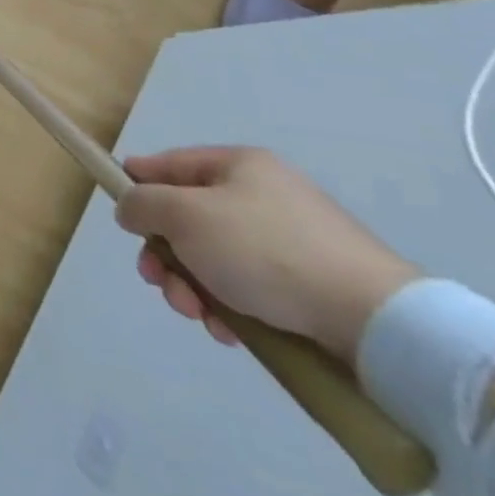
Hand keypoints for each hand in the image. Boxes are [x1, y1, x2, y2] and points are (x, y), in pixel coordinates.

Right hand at [114, 147, 419, 362]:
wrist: (374, 320)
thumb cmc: (265, 251)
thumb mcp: (185, 216)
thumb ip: (142, 203)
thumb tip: (130, 206)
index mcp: (238, 164)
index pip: (168, 164)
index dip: (136, 184)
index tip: (121, 216)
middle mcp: (263, 194)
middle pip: (188, 218)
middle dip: (166, 254)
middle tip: (160, 282)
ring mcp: (290, 240)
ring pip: (214, 257)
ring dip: (193, 286)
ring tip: (199, 315)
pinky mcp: (309, 283)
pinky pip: (249, 286)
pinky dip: (230, 305)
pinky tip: (231, 331)